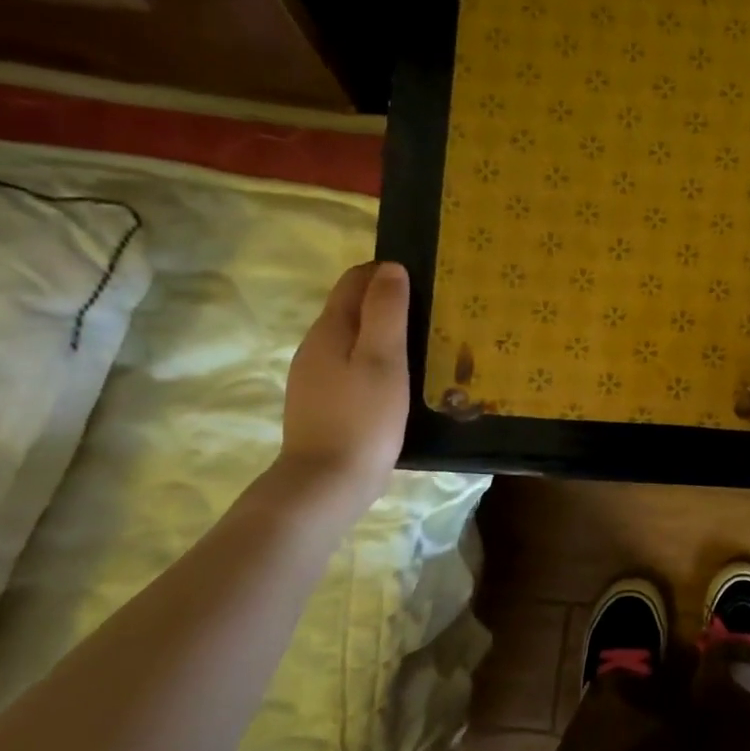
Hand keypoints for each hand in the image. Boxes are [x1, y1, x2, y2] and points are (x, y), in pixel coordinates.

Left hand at [277, 262, 411, 513]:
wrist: (327, 482)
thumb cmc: (363, 417)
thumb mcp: (383, 359)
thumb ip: (386, 311)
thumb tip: (391, 268)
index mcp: (330, 329)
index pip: (355, 280)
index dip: (388, 274)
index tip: (426, 285)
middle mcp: (316, 346)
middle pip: (352, 308)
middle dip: (388, 303)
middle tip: (433, 316)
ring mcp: (316, 376)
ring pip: (353, 339)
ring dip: (384, 334)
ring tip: (424, 347)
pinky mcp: (324, 402)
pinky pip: (352, 366)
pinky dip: (376, 361)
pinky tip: (399, 381)